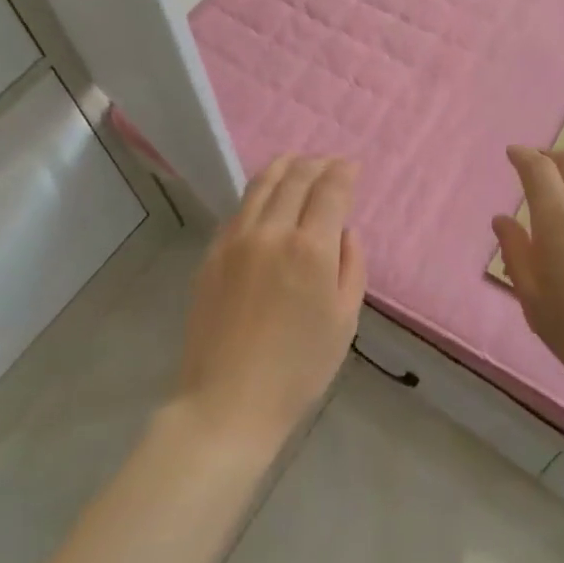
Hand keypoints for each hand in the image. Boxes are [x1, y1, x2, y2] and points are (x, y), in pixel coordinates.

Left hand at [173, 155, 366, 448]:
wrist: (227, 401)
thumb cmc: (298, 369)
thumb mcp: (343, 321)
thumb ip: (351, 267)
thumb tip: (345, 231)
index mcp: (310, 249)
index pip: (330, 190)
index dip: (343, 172)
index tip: (352, 166)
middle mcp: (271, 232)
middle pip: (295, 179)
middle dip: (316, 163)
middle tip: (329, 161)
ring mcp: (235, 240)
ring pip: (261, 185)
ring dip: (284, 166)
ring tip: (296, 161)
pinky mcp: (211, 253)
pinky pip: (238, 210)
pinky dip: (258, 193)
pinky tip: (264, 196)